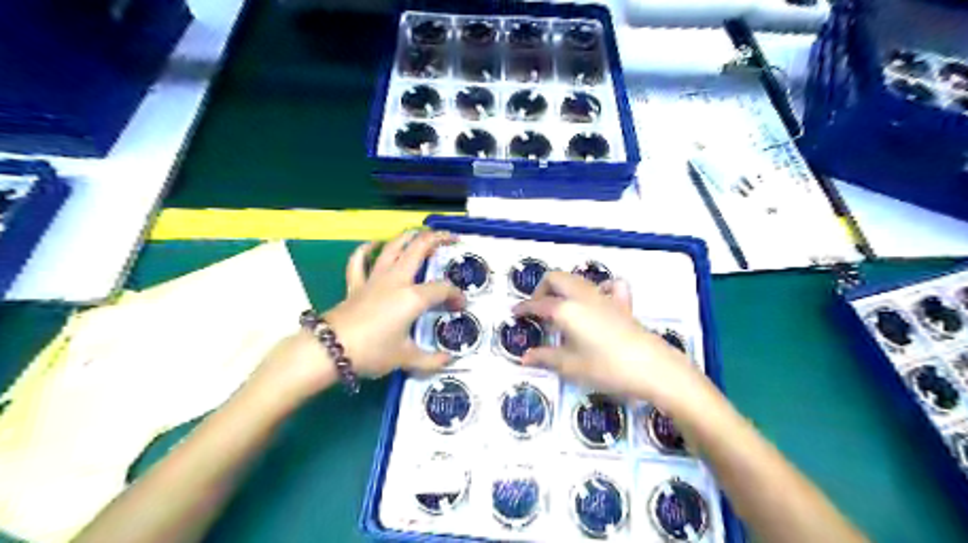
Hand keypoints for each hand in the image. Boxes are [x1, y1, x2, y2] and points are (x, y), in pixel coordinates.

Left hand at [320, 231, 465, 378]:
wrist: (330, 350)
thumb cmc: (372, 352)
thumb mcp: (405, 358)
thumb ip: (430, 360)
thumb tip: (448, 361)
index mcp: (413, 297)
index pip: (442, 289)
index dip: (456, 295)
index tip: (461, 306)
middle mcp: (397, 280)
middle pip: (419, 250)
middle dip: (437, 239)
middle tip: (451, 238)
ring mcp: (374, 279)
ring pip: (393, 248)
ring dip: (408, 237)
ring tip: (420, 232)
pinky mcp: (356, 284)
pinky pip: (359, 261)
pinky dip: (366, 249)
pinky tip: (374, 244)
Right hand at [514, 271, 704, 411]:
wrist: (651, 367)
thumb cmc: (605, 367)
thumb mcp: (571, 366)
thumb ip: (545, 358)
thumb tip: (525, 357)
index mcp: (566, 310)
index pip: (538, 304)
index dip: (524, 308)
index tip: (514, 312)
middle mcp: (582, 296)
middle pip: (556, 278)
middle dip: (542, 289)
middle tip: (538, 308)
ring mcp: (604, 297)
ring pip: (578, 279)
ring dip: (564, 287)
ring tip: (560, 306)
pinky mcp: (623, 303)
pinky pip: (609, 285)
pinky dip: (598, 288)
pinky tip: (597, 301)